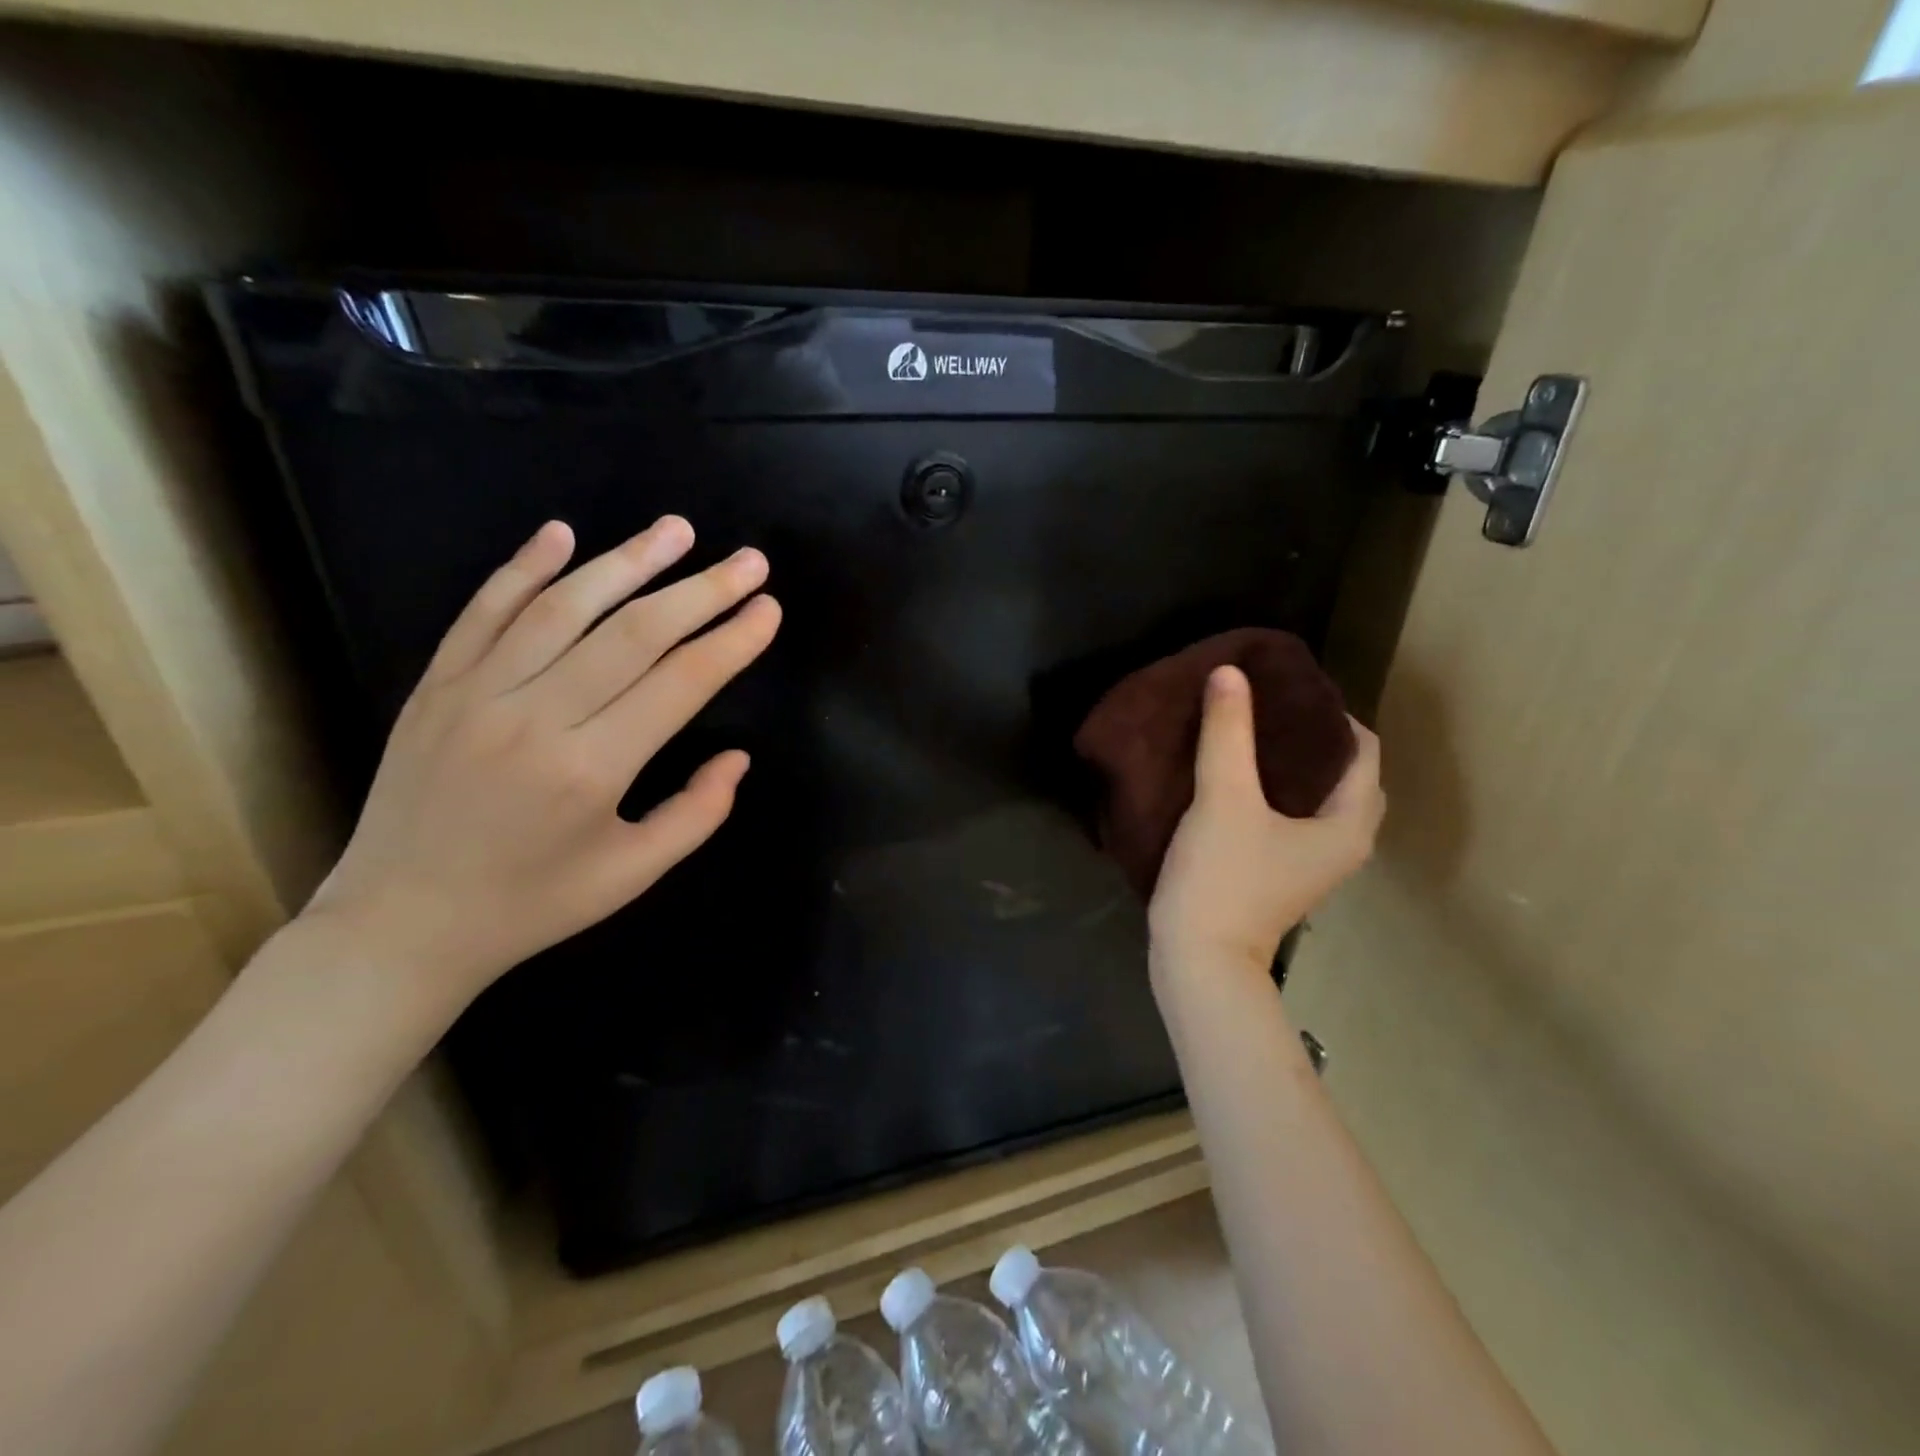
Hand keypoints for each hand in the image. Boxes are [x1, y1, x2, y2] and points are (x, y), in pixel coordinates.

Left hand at [302, 516, 780, 1025]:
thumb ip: (697, 815)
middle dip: (701, 591)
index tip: (768, 609)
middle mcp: (536, 719)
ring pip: (563, 608)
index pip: (681, 683)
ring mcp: (477, 694)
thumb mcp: (632, 875)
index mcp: (592, 770)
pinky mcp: (436, 686)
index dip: (732, 641)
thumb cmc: (532, 905)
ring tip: (677, 530)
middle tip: (750, 560)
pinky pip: (483, 612)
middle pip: (634, 633)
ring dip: (627, 561)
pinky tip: (561, 533)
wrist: (400, 925)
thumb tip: (738, 758)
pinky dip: (523, 567)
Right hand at [1148, 665, 1383, 978]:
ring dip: (1286, 763)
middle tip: (1263, 705)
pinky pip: (1288, 815)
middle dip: (1307, 736)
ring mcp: (1309, 862)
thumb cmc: (1224, 880)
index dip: (1328, 712)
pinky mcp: (1278, 872)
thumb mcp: (1224, 798)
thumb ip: (1227, 733)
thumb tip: (1229, 672)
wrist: (1199, 961)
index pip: (1362, 749)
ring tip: (1245, 730)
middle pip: (1340, 772)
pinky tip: (1231, 774)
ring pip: (1312, 795)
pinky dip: (1270, 789)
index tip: (1283, 688)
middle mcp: (1342, 842)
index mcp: (1348, 823)